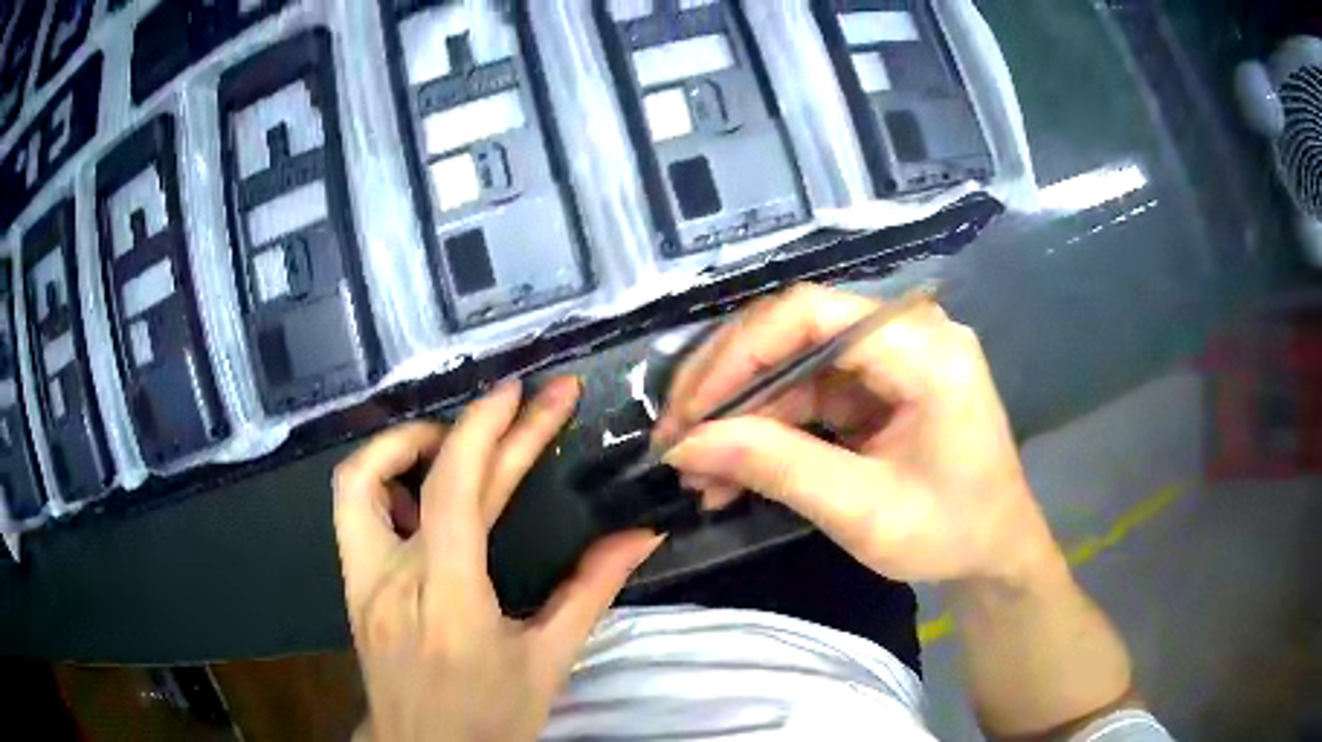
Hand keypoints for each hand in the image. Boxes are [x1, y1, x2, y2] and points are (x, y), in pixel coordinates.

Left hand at [333, 378, 661, 741]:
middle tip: (524, 401)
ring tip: (454, 440)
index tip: (522, 394)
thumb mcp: (548, 662)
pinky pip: (352, 510)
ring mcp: (360, 578)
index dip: (485, 430)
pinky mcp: (351, 583)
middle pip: (428, 479)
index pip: (454, 492)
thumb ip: (590, 592)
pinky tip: (420, 489)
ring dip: (406, 444)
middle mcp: (392, 579)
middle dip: (482, 428)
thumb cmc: (489, 717)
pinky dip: (384, 479)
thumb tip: (639, 535)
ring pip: (357, 481)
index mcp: (447, 601)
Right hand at [658, 283, 1059, 585]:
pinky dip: (768, 426)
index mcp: (925, 350)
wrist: (996, 550)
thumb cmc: (951, 533)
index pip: (810, 315)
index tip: (688, 413)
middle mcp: (908, 332)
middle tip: (677, 438)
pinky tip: (735, 466)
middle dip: (728, 385)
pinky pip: (808, 388)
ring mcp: (892, 354)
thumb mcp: (865, 512)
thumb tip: (687, 446)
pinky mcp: (878, 381)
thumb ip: (780, 469)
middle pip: (794, 330)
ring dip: (742, 413)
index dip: (737, 355)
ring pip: (792, 361)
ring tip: (699, 469)